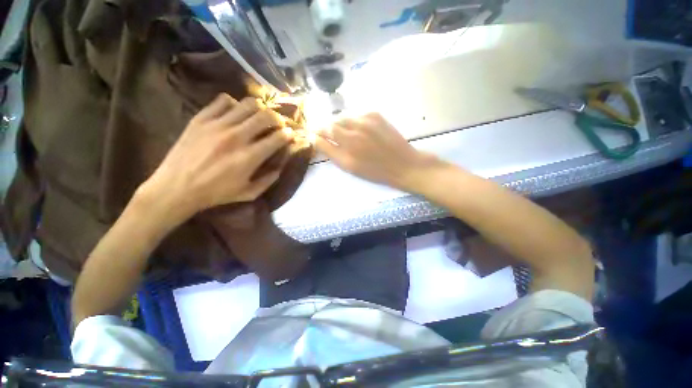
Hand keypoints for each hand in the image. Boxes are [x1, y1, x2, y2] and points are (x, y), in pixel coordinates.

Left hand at [140, 94, 292, 220]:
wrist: (176, 188)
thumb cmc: (216, 193)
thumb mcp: (249, 193)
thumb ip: (269, 180)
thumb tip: (280, 166)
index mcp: (250, 157)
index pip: (277, 137)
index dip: (288, 134)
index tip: (289, 135)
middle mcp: (237, 137)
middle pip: (266, 116)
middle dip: (277, 118)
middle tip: (277, 124)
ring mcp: (217, 125)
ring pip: (247, 104)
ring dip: (259, 108)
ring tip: (259, 116)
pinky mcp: (201, 118)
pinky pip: (223, 100)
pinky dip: (234, 104)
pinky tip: (235, 113)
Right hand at [315, 113, 440, 191]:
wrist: (403, 164)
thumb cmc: (375, 171)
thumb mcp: (350, 167)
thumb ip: (331, 152)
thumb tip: (316, 139)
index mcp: (346, 148)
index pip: (322, 134)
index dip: (316, 133)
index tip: (315, 135)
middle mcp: (353, 131)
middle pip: (331, 123)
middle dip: (326, 127)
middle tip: (328, 134)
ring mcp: (365, 120)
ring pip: (343, 117)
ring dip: (339, 123)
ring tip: (344, 133)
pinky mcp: (375, 114)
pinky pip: (356, 114)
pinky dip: (352, 120)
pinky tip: (358, 129)